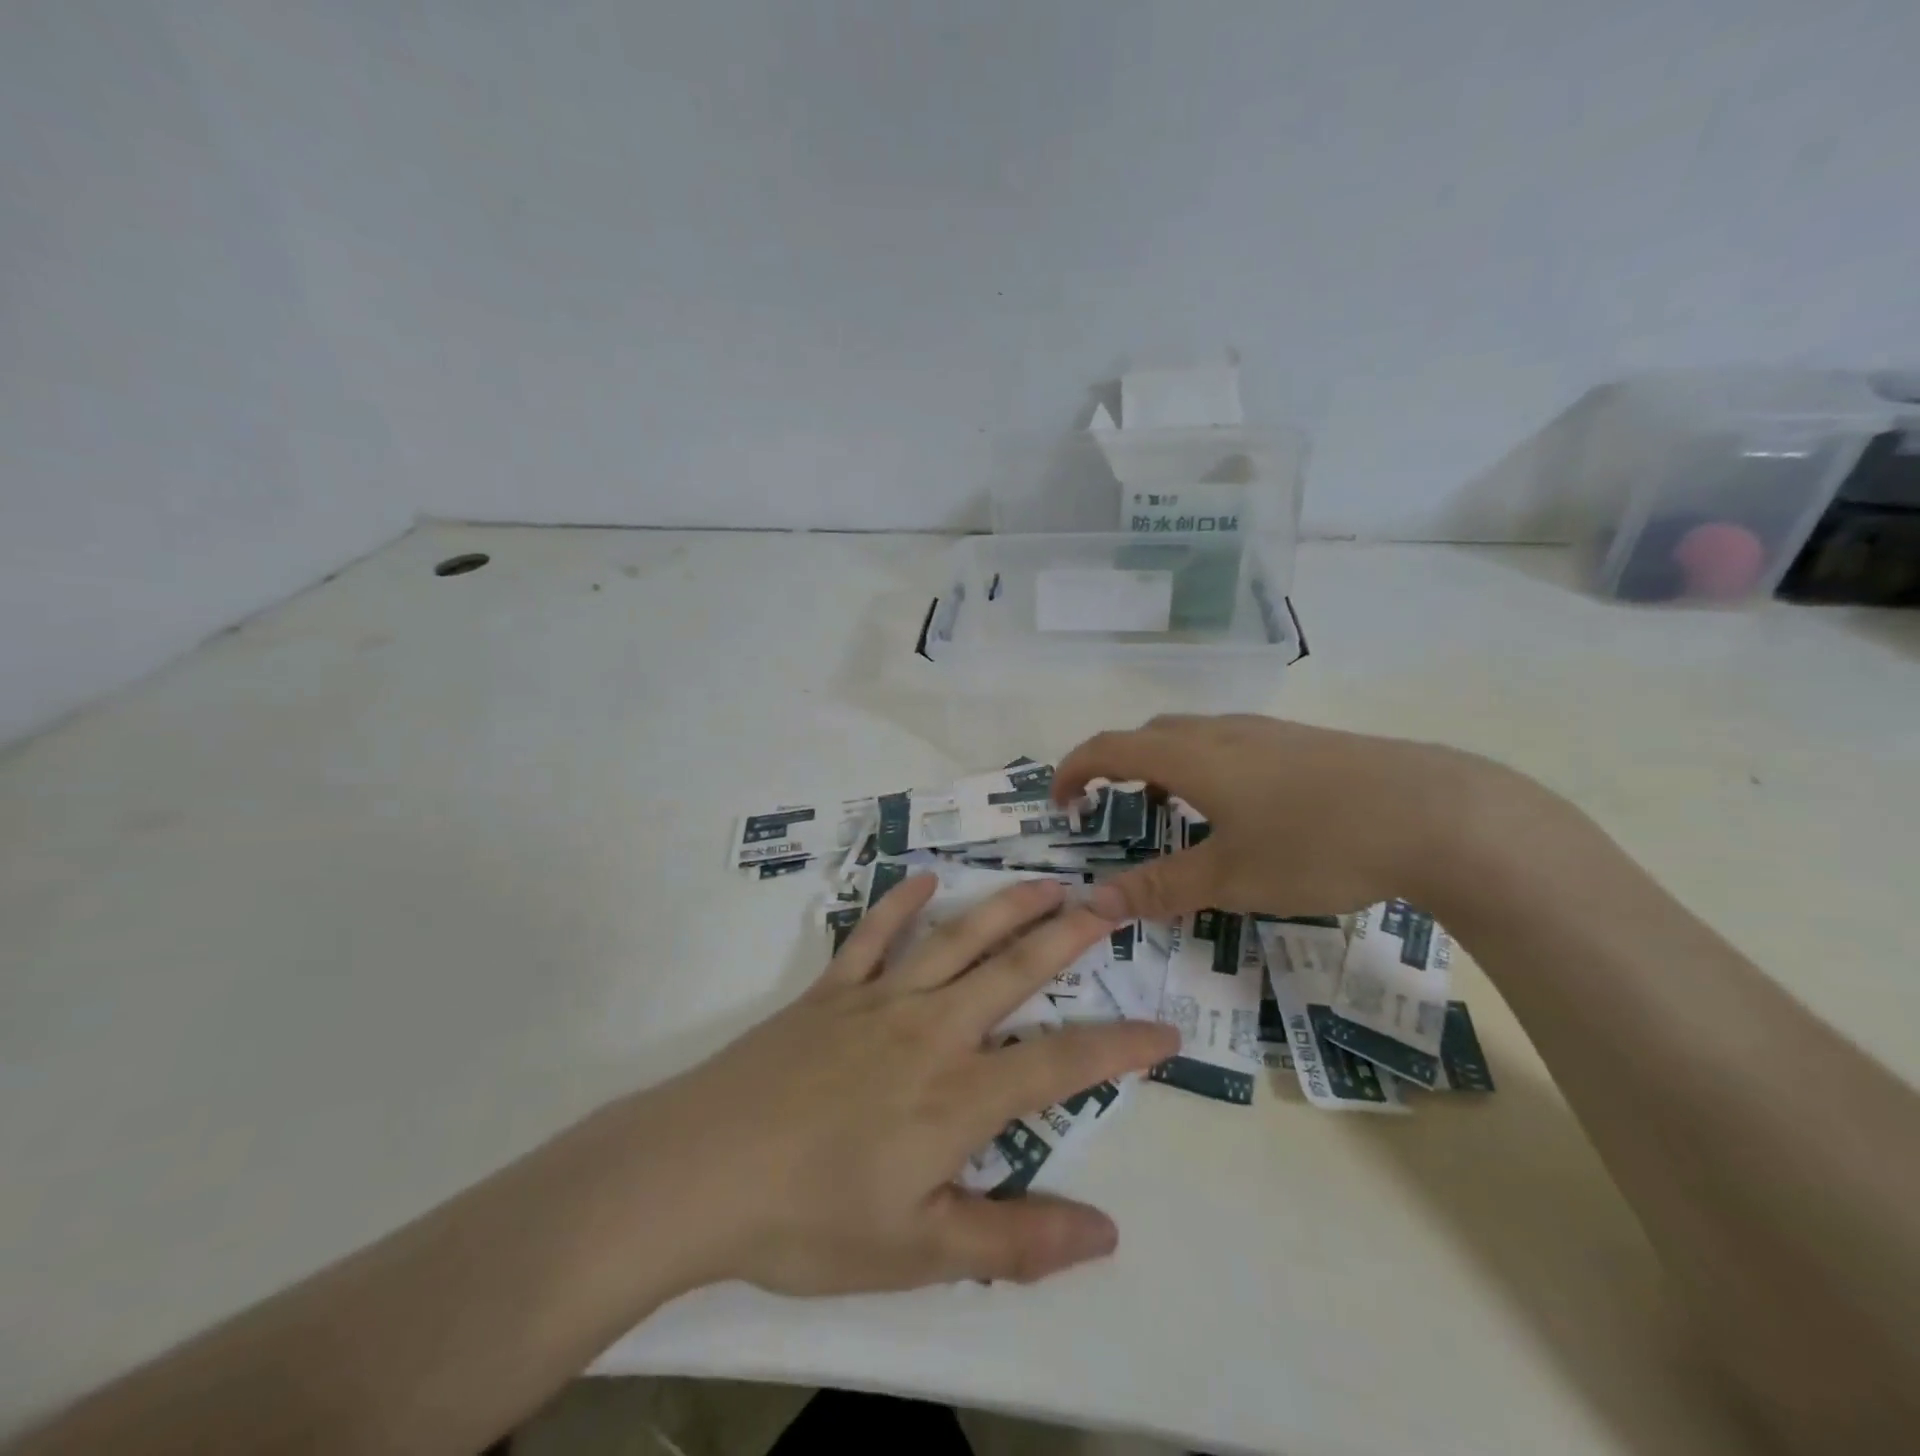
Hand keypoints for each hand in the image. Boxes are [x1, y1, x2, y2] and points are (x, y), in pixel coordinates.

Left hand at [642, 875, 1176, 1294]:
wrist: (700, 1170)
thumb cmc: (810, 1220)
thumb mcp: (918, 1252)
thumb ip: (1014, 1241)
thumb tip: (1106, 1232)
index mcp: (956, 1095)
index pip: (1058, 1065)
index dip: (1117, 1048)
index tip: (1163, 1033)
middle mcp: (929, 1030)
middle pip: (1012, 973)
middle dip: (1067, 939)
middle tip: (1108, 906)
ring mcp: (877, 1001)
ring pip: (954, 940)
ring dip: (1004, 908)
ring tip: (1044, 883)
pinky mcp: (830, 991)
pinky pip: (872, 936)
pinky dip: (900, 904)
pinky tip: (923, 879)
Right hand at [1054, 714, 1506, 922]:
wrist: (1440, 814)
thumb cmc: (1319, 844)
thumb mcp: (1231, 877)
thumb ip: (1159, 887)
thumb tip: (1093, 902)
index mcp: (1192, 757)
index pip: (1109, 748)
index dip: (1073, 771)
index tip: (1060, 804)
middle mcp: (1222, 731)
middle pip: (1148, 735)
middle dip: (1117, 767)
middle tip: (1113, 810)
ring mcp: (1267, 732)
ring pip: (1193, 736)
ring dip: (1164, 767)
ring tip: (1174, 814)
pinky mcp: (1304, 742)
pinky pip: (1231, 744)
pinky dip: (1206, 768)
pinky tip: (1241, 810)